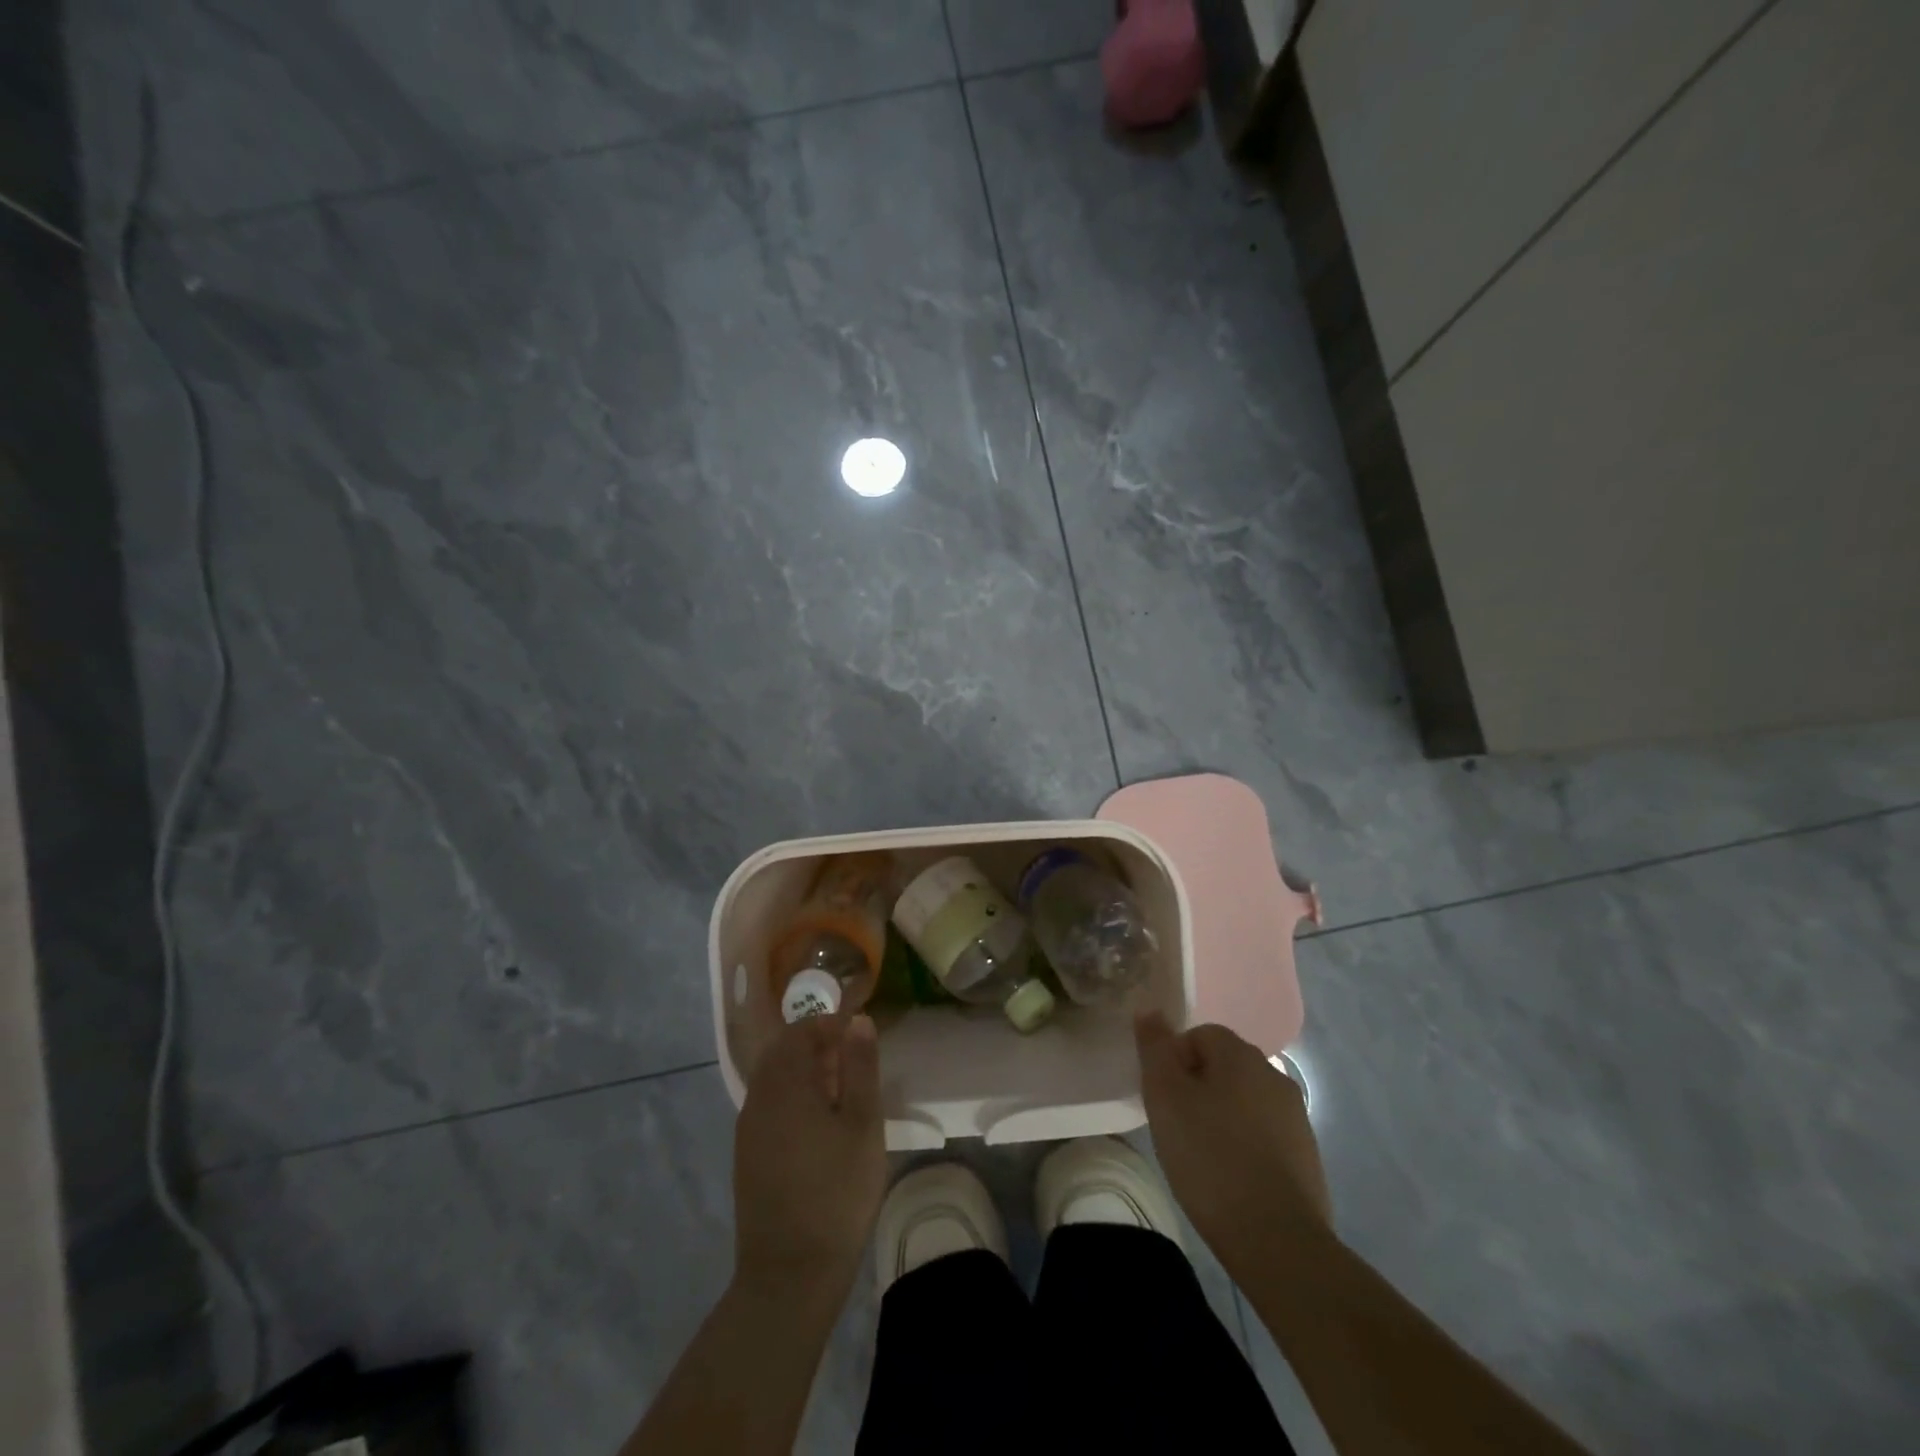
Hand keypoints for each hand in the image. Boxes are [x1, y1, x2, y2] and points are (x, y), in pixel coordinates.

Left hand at [733, 1013, 886, 1310]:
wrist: (790, 1273)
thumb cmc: (837, 1191)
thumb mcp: (863, 1123)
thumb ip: (860, 1066)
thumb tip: (857, 1020)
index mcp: (785, 1082)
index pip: (801, 1030)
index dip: (830, 1024)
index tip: (859, 1035)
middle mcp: (759, 1097)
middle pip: (783, 1052)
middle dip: (817, 1045)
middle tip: (853, 1060)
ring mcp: (749, 1128)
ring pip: (774, 1079)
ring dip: (805, 1072)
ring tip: (842, 1092)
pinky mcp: (747, 1155)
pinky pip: (769, 1106)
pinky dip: (793, 1098)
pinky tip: (819, 1125)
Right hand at [1135, 1012, 1332, 1272]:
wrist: (1277, 1241)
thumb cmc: (1210, 1158)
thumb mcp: (1165, 1097)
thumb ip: (1155, 1049)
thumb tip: (1150, 1009)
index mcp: (1241, 1055)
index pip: (1200, 1034)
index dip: (1174, 1061)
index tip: (1161, 1098)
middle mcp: (1274, 1075)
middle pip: (1223, 1067)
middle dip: (1197, 1088)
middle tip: (1175, 1126)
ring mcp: (1296, 1118)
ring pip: (1244, 1102)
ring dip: (1221, 1117)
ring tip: (1200, 1156)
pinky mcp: (1307, 1157)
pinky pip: (1264, 1136)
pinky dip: (1244, 1147)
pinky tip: (1230, 1179)